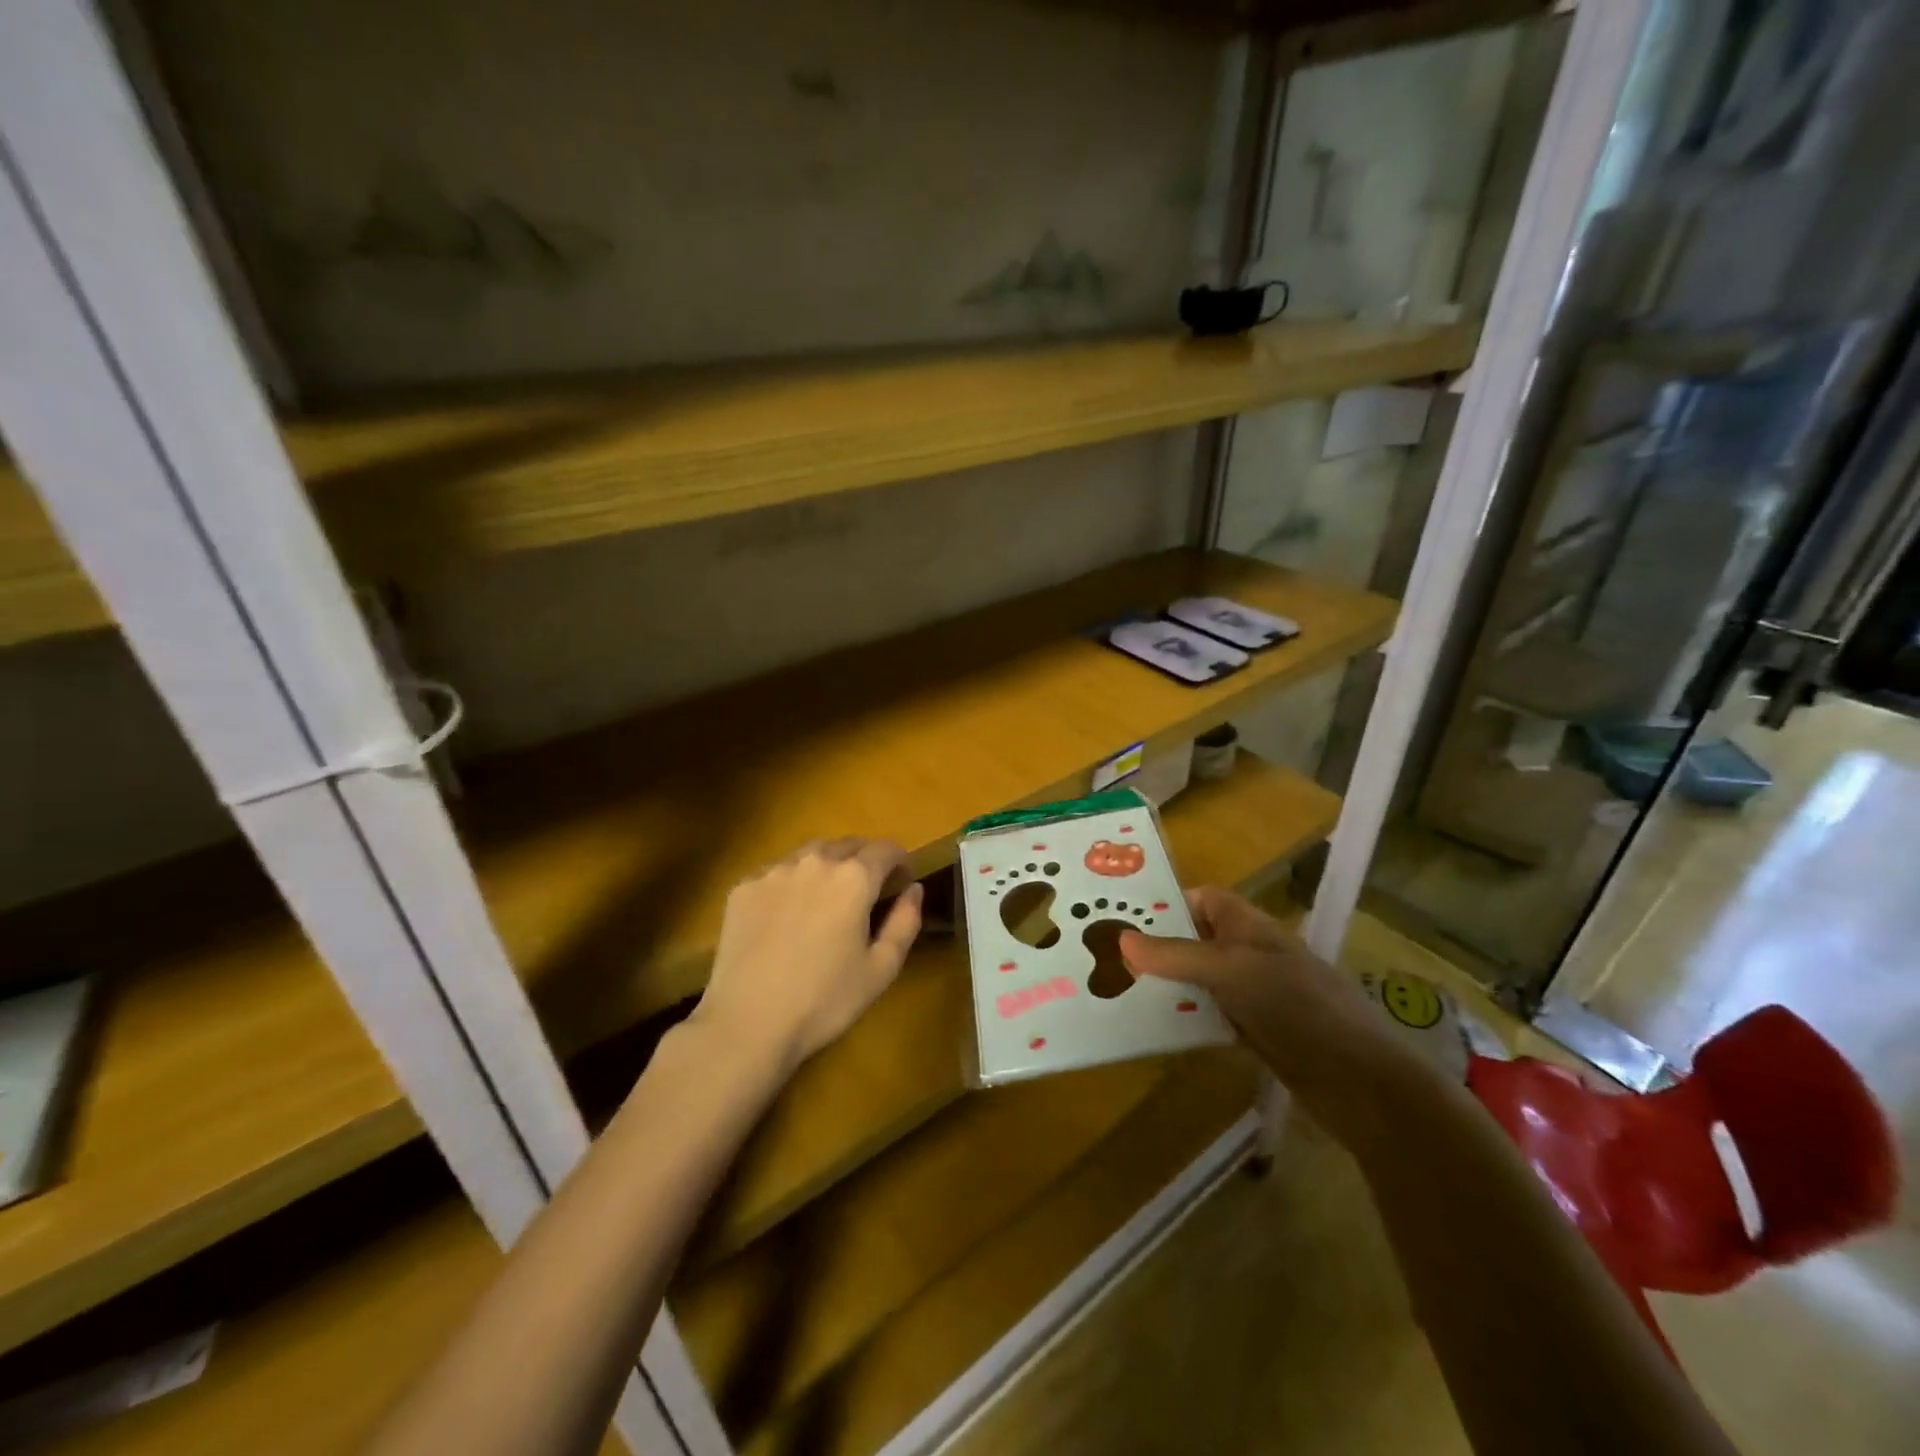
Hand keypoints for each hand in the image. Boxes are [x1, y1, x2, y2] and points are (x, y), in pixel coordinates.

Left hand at [693, 837, 923, 1076]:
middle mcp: (814, 861)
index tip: (901, 883)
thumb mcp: (881, 968)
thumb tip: (913, 888)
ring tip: (825, 900)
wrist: (747, 1023)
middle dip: (864, 861)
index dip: (900, 862)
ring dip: (827, 867)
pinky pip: (777, 872)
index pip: (886, 849)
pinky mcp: (743, 887)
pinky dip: (792, 883)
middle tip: (866, 893)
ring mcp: (774, 871)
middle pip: (849, 845)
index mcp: (854, 878)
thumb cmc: (824, 1000)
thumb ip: (906, 921)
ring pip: (811, 854)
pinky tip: (786, 916)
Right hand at [1119, 887, 1415, 1128]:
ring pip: (1201, 981)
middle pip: (1197, 940)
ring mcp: (1255, 995)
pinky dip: (1187, 1020)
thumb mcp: (1231, 971)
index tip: (1123, 918)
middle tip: (1107, 958)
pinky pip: (1212, 1017)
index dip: (1167, 903)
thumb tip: (1121, 937)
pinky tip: (1156, 1030)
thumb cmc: (1297, 1006)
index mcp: (1249, 926)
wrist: (1360, 1081)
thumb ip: (1177, 955)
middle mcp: (1250, 954)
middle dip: (1158, 948)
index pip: (1203, 899)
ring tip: (1118, 992)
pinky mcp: (1258, 1033)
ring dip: (1169, 987)